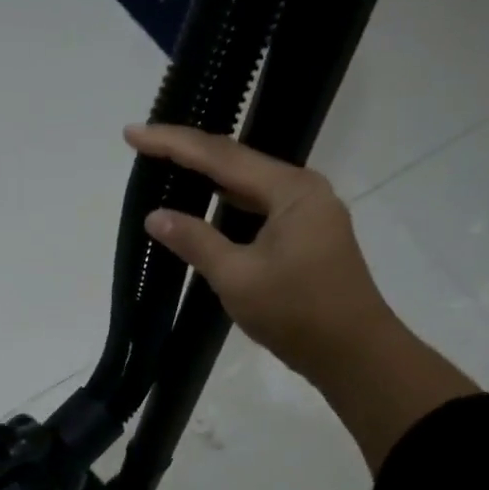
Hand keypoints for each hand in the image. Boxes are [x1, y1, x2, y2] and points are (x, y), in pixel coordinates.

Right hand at [125, 123, 391, 386]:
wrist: (356, 356)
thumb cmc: (298, 314)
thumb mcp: (238, 278)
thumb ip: (196, 241)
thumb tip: (155, 216)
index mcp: (291, 190)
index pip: (221, 156)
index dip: (173, 143)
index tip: (132, 134)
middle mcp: (303, 190)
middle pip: (235, 162)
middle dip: (187, 153)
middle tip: (142, 145)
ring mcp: (307, 212)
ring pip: (247, 185)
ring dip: (206, 178)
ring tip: (165, 167)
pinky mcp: (305, 235)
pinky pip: (257, 207)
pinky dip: (226, 205)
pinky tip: (203, 206)